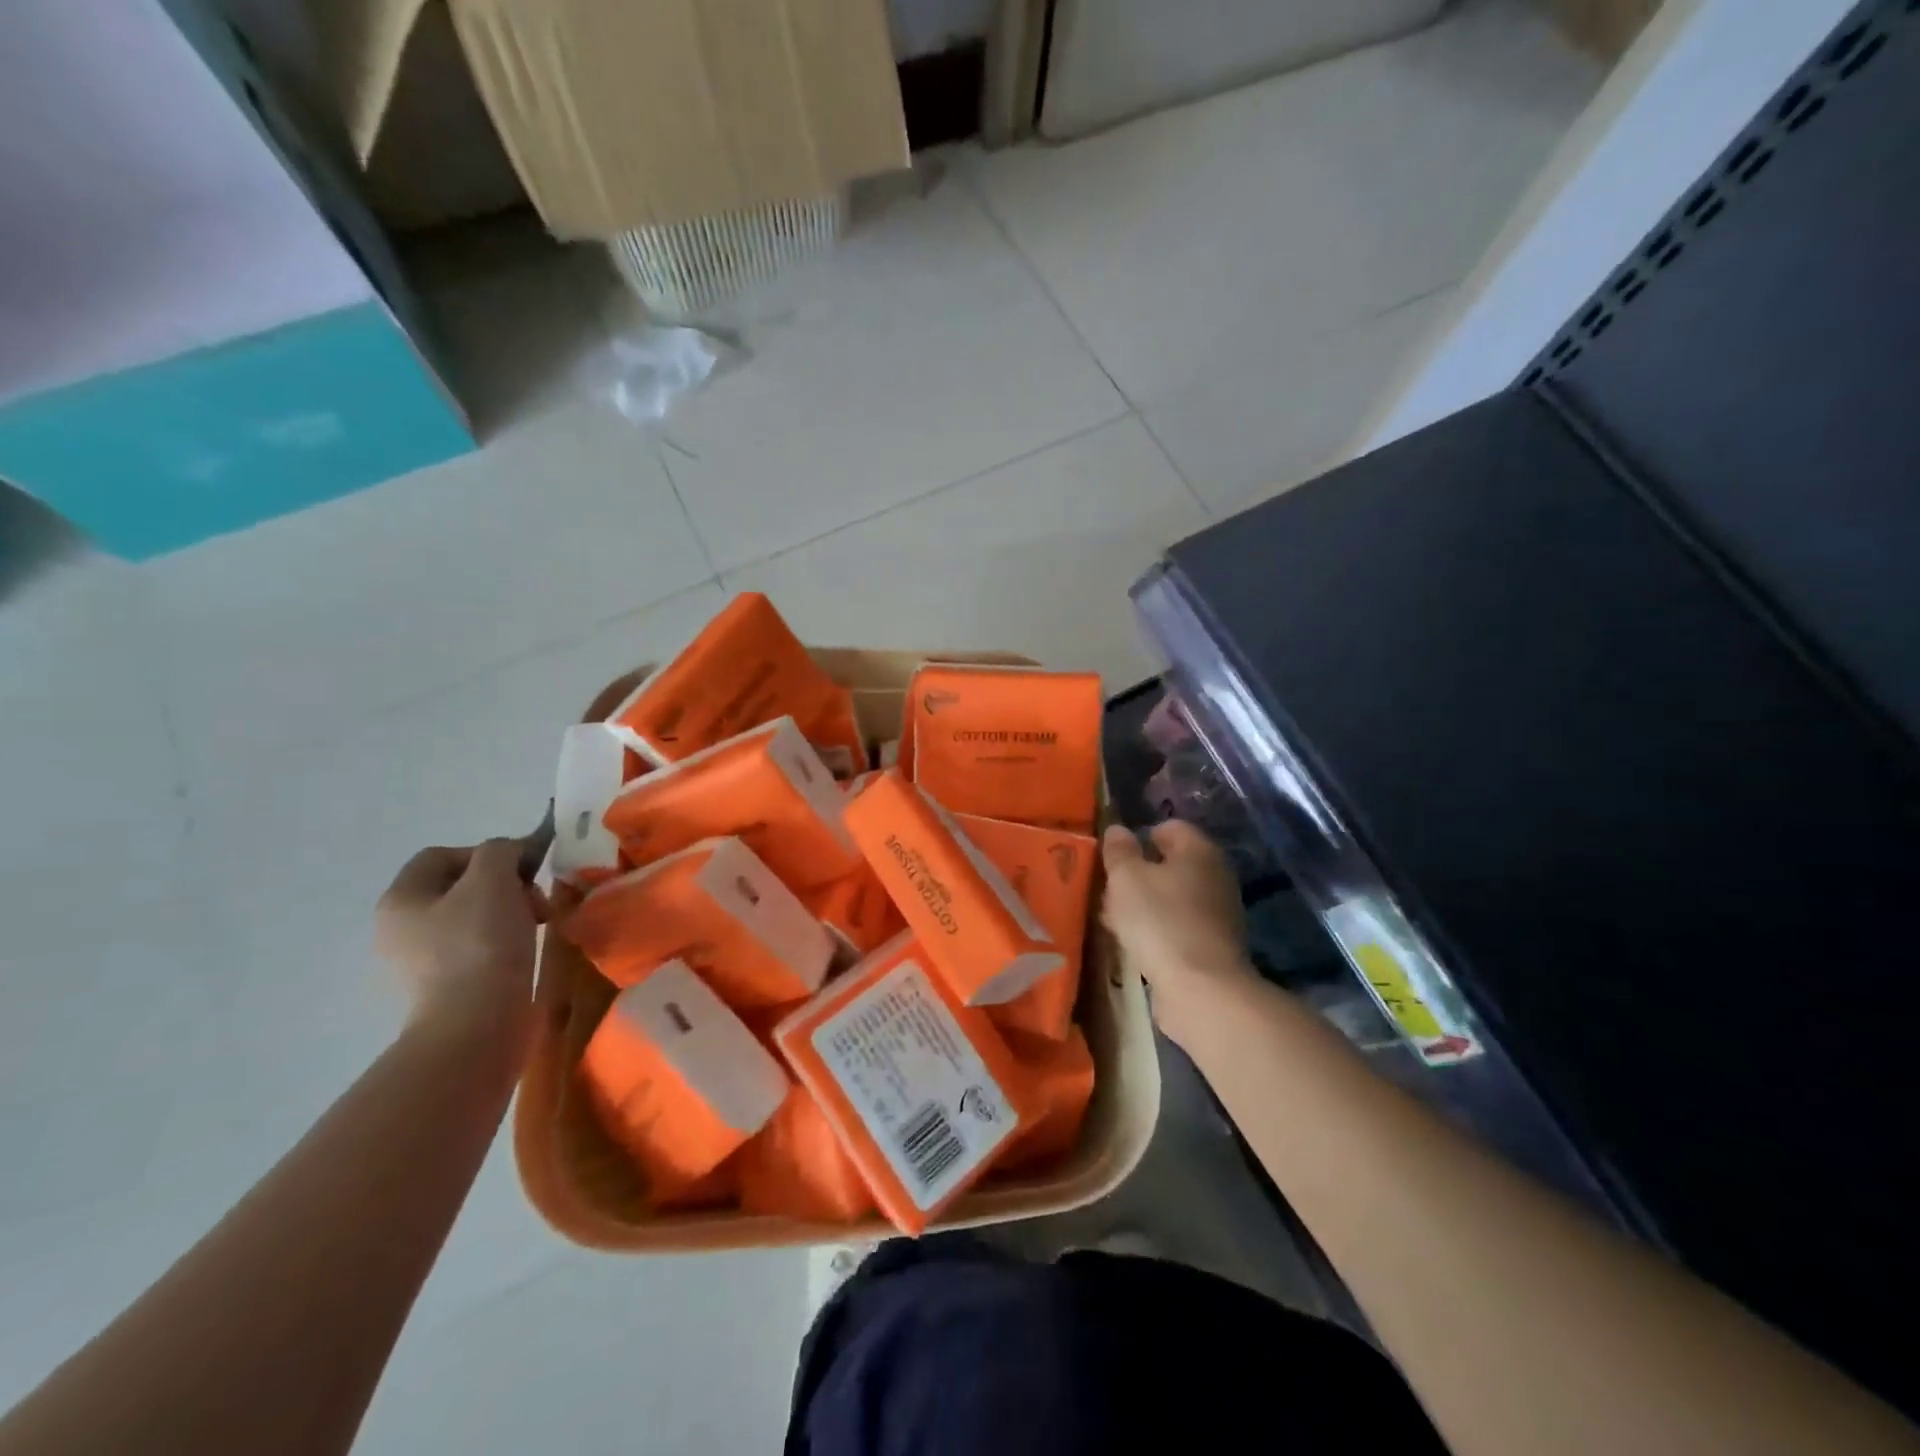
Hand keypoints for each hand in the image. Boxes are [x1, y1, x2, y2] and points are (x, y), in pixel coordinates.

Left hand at [375, 839, 545, 1040]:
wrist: (476, 1025)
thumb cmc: (481, 944)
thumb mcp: (494, 880)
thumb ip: (501, 851)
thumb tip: (511, 854)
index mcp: (400, 899)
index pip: (442, 855)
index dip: (487, 853)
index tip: (524, 870)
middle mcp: (400, 927)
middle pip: (460, 886)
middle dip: (505, 885)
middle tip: (535, 902)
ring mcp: (420, 961)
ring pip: (474, 917)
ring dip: (511, 912)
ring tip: (538, 926)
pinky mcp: (445, 986)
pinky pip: (478, 948)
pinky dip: (504, 942)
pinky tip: (524, 951)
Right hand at [1101, 820, 1256, 1043]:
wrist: (1200, 988)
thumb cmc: (1160, 920)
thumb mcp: (1126, 878)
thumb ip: (1119, 850)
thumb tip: (1118, 829)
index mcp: (1199, 850)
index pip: (1169, 827)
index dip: (1139, 837)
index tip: (1114, 857)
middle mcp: (1215, 875)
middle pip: (1170, 864)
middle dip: (1138, 875)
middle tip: (1109, 890)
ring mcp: (1218, 912)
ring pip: (1171, 897)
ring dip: (1144, 905)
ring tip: (1114, 919)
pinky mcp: (1212, 945)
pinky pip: (1177, 925)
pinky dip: (1157, 930)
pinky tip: (1134, 944)